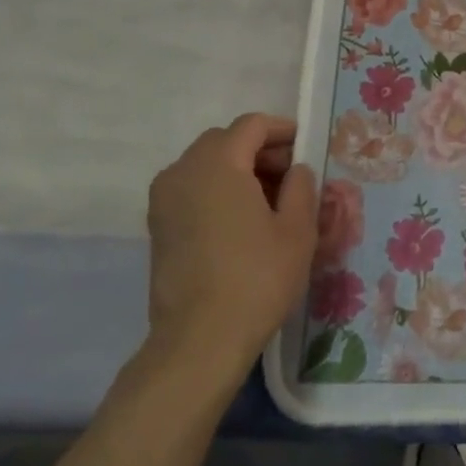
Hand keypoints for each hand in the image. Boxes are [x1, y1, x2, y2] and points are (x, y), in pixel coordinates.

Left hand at [143, 115, 317, 386]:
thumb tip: (295, 170)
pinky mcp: (158, 227)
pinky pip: (192, 189)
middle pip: (225, 141)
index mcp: (218, 163)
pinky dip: (218, 191)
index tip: (307, 149)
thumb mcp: (298, 228)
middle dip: (260, 150)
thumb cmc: (257, 277)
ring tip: (269, 201)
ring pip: (206, 165)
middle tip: (291, 177)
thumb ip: (301, 186)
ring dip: (238, 170)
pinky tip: (242, 221)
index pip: (252, 125)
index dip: (283, 130)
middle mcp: (183, 172)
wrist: (200, 340)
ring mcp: (164, 200)